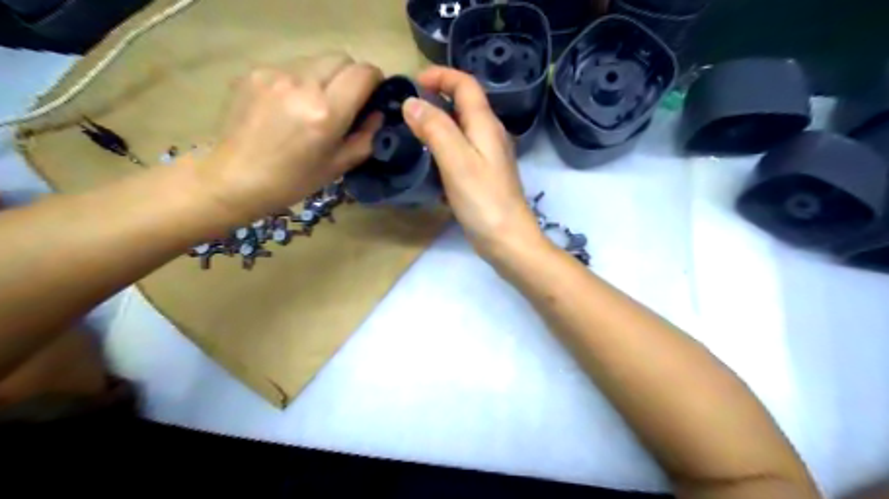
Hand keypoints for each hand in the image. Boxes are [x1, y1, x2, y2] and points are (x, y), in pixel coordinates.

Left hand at [196, 53, 381, 218]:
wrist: (235, 178)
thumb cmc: (293, 180)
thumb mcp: (339, 166)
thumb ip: (365, 137)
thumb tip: (377, 114)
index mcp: (326, 112)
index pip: (363, 73)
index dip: (375, 81)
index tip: (372, 96)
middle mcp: (302, 84)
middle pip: (341, 58)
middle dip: (351, 76)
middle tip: (346, 101)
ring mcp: (274, 74)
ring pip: (315, 60)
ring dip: (324, 77)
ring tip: (313, 105)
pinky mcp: (254, 72)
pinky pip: (290, 67)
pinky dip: (299, 82)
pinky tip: (287, 106)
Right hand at [403, 65, 541, 261]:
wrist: (507, 240)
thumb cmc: (483, 201)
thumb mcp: (457, 161)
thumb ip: (435, 129)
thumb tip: (412, 103)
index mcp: (486, 125)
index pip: (466, 85)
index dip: (441, 76)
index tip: (413, 81)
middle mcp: (490, 135)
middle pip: (465, 104)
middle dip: (437, 98)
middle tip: (407, 108)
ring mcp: (489, 157)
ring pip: (462, 129)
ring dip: (439, 123)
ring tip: (412, 131)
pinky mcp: (484, 176)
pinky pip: (462, 151)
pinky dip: (444, 147)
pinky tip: (429, 160)